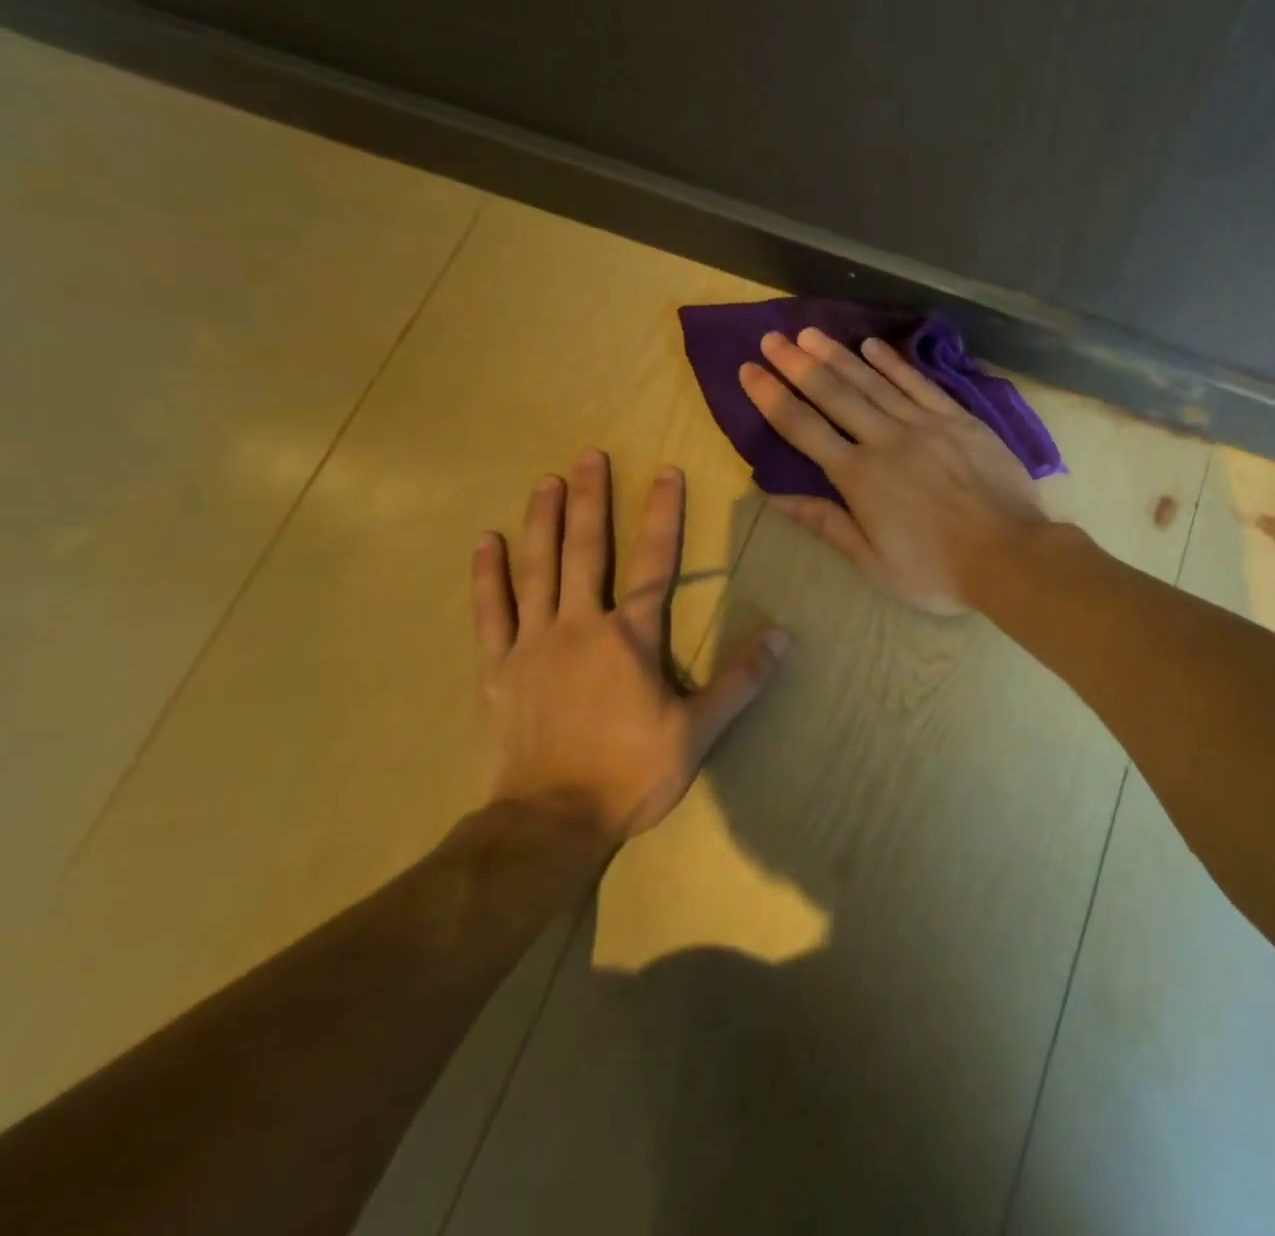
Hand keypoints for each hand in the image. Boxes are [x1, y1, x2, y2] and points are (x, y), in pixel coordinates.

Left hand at [472, 451, 786, 840]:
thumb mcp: (699, 731)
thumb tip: (784, 636)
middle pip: (587, 552)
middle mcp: (581, 627)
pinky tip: (487, 542)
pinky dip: (488, 575)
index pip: (654, 564)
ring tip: (545, 481)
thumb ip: (740, 680)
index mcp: (631, 639)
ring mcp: (533, 644)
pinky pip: (490, 612)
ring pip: (537, 570)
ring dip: (542, 522)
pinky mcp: (498, 669)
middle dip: (591, 500)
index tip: (665, 472)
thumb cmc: (631, 773)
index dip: (662, 516)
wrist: (550, 823)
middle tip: (590, 456)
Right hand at [738, 329, 1047, 613]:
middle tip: (772, 337)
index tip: (748, 370)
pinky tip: (873, 346)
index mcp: (859, 478)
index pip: (803, 428)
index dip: (771, 397)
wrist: (1010, 555)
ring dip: (839, 355)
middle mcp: (886, 440)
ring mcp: (926, 425)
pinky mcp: (959, 420)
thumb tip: (774, 495)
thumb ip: (825, 523)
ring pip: (873, 381)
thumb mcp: (873, 562)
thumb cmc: (938, 570)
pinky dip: (894, 363)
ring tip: (810, 333)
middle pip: (834, 394)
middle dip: (798, 364)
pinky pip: (920, 384)